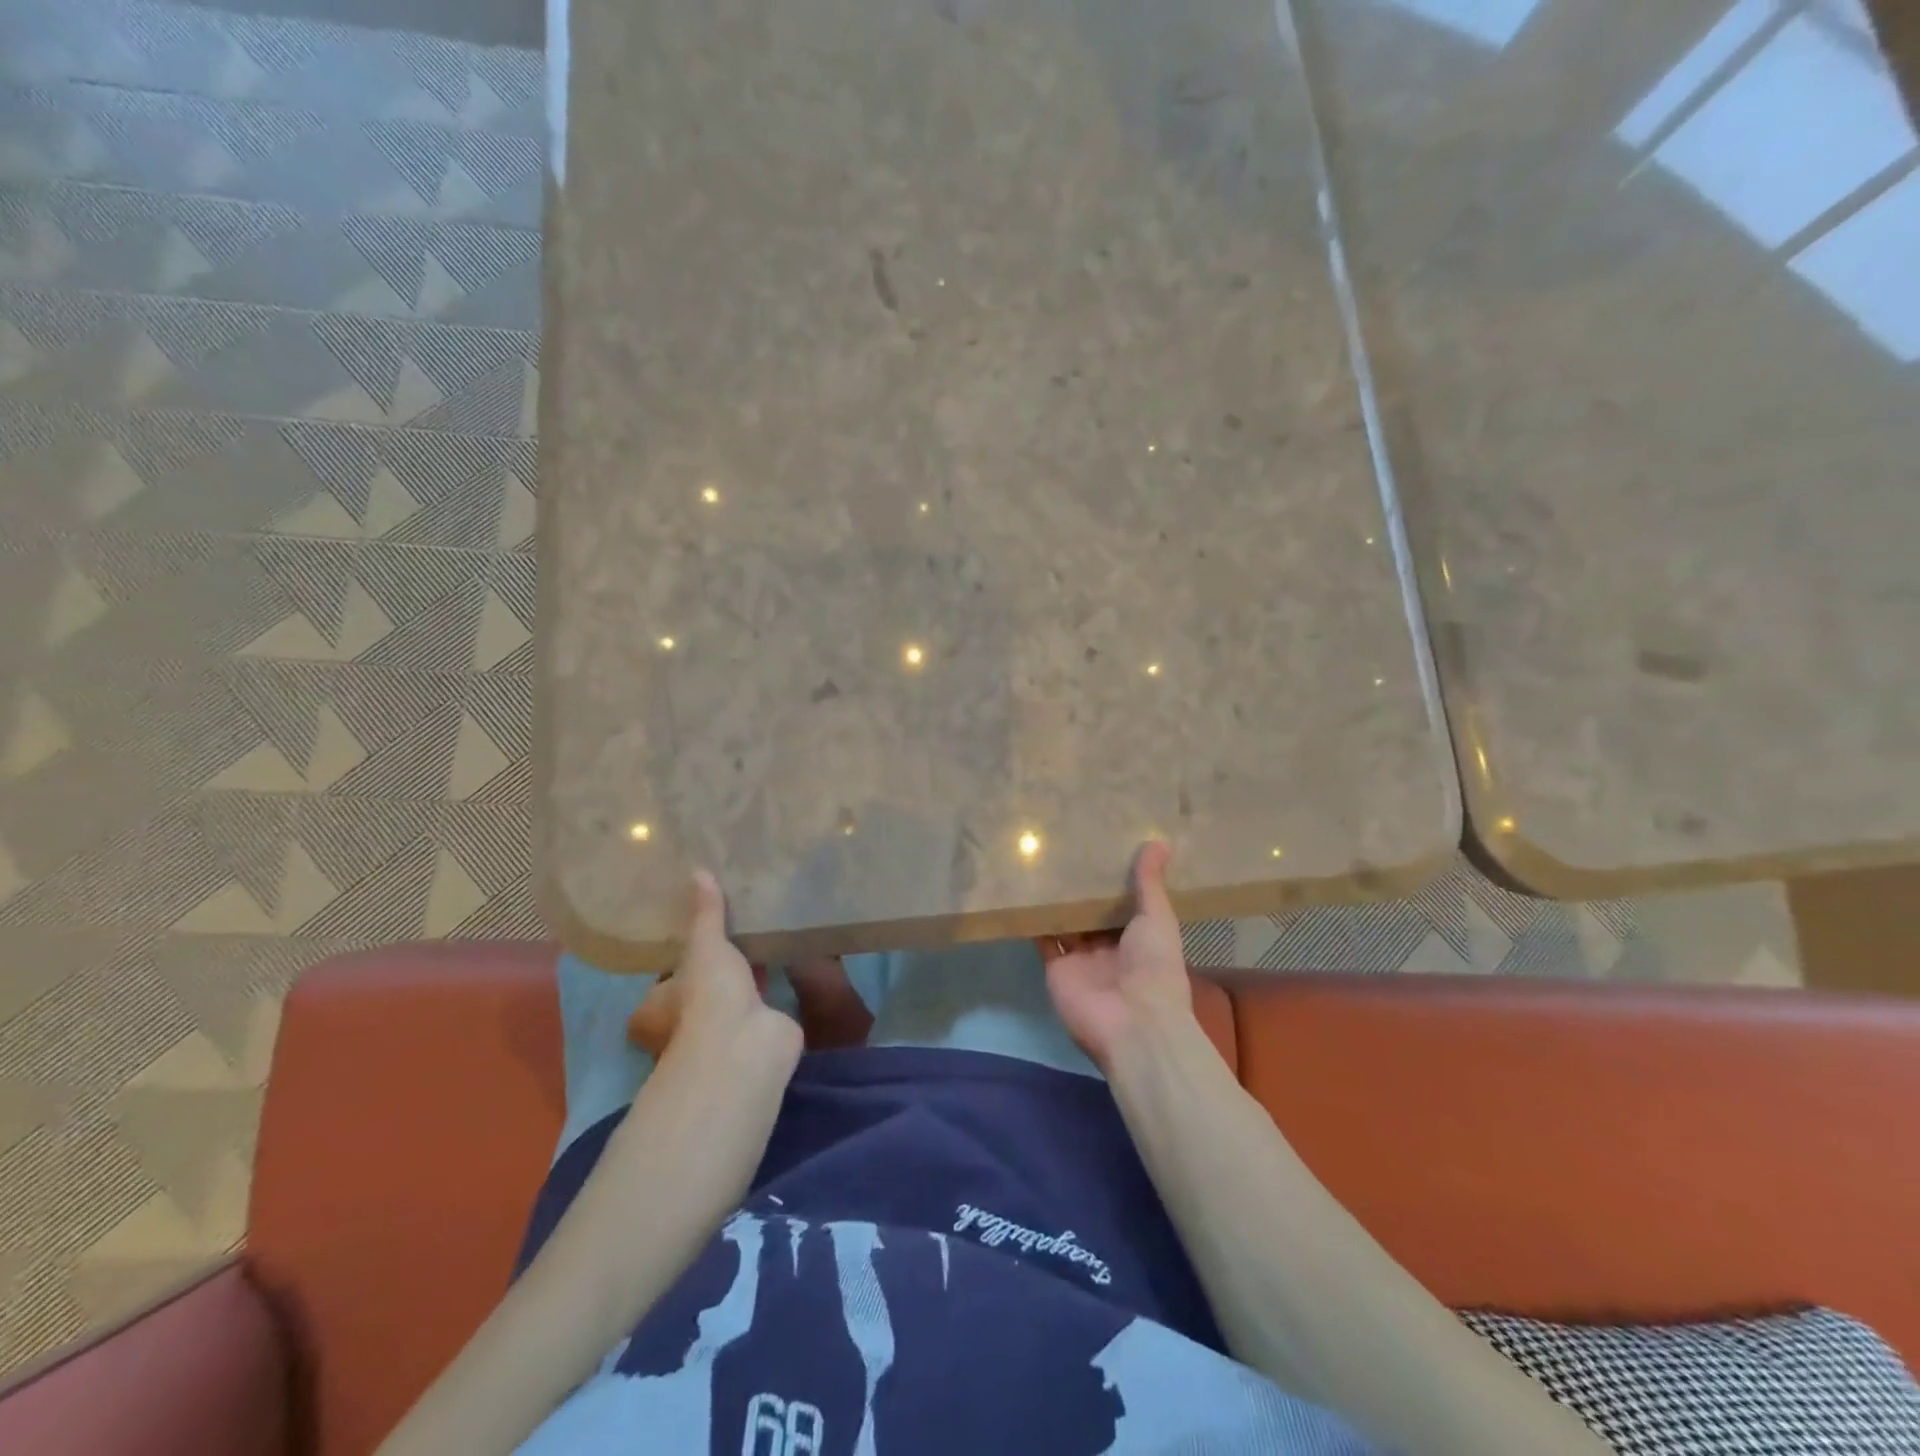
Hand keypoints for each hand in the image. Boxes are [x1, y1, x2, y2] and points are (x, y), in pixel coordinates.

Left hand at [630, 871, 804, 1084]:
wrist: (747, 1044)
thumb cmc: (708, 995)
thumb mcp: (704, 945)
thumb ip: (705, 913)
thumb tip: (698, 871)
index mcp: (660, 1006)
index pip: (666, 978)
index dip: (680, 957)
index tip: (699, 931)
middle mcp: (689, 1021)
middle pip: (702, 987)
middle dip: (717, 965)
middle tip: (734, 928)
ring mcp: (726, 1029)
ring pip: (735, 994)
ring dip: (747, 974)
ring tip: (761, 935)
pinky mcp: (761, 1030)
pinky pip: (766, 1000)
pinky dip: (774, 983)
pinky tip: (785, 955)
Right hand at [1042, 841, 1194, 1071]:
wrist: (1132, 1024)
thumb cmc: (1155, 968)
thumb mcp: (1158, 919)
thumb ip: (1150, 884)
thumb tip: (1160, 840)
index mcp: (1139, 937)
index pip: (1123, 903)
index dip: (1113, 878)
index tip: (1102, 844)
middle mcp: (1108, 947)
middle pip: (1091, 912)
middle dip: (1081, 886)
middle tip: (1067, 843)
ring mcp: (1080, 958)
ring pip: (1065, 922)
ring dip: (1056, 899)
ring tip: (1041, 860)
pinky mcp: (1055, 967)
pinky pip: (1042, 939)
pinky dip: (1033, 919)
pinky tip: (1023, 889)